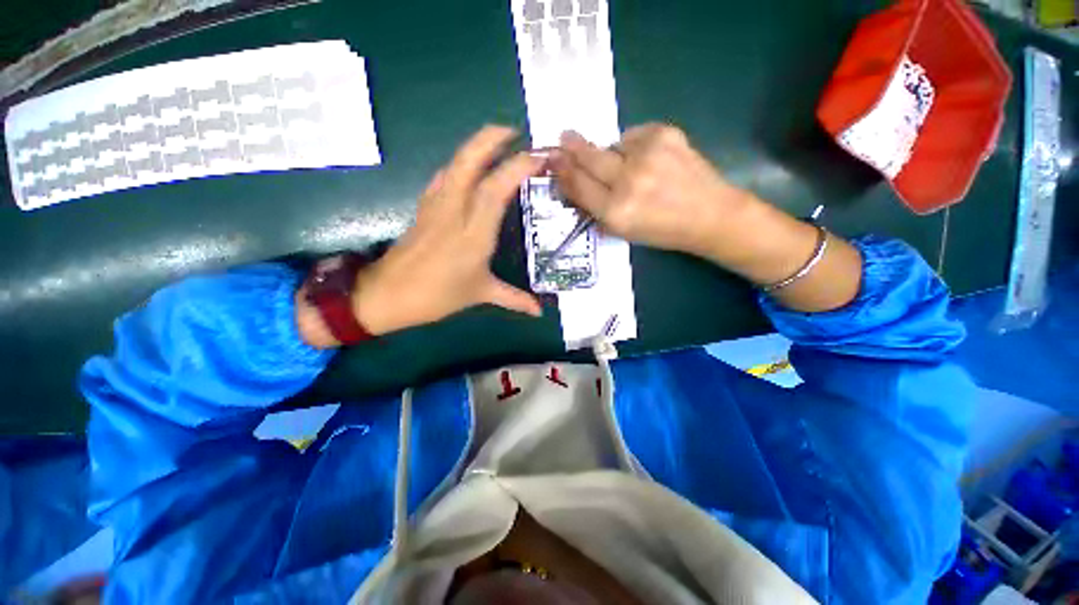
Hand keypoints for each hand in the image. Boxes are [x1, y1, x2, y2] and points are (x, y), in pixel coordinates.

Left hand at [297, 126, 545, 347]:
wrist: (386, 295)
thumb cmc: (437, 296)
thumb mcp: (480, 295)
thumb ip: (514, 299)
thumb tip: (540, 312)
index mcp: (473, 234)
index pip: (495, 190)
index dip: (517, 167)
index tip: (539, 156)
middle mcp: (454, 212)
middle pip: (468, 163)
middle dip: (491, 139)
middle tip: (514, 131)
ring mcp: (435, 206)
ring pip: (453, 164)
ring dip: (475, 146)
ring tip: (497, 140)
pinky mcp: (424, 207)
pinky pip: (443, 176)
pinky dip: (459, 163)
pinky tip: (469, 167)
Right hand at [550, 125, 757, 262]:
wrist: (709, 215)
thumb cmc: (662, 230)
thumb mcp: (622, 231)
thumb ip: (595, 208)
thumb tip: (574, 183)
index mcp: (616, 211)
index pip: (578, 185)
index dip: (562, 171)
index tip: (551, 158)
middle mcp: (628, 181)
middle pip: (588, 158)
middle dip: (572, 147)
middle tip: (563, 138)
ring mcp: (647, 154)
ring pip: (611, 144)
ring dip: (611, 153)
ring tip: (628, 167)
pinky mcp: (665, 133)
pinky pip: (633, 134)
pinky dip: (633, 145)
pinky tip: (647, 159)